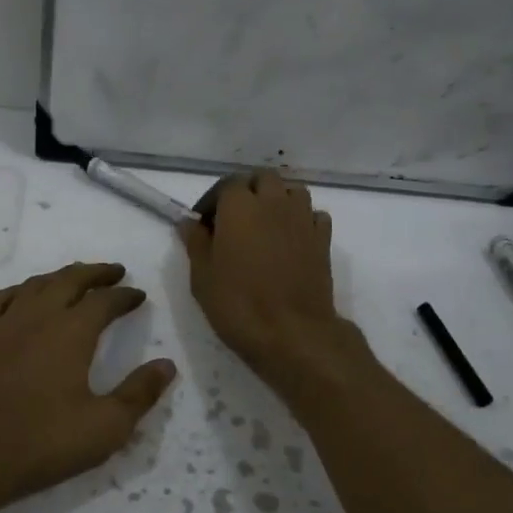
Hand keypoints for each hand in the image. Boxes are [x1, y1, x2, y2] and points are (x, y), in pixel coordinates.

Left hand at [0, 262, 176, 512]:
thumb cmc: (41, 444)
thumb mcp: (105, 427)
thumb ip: (139, 393)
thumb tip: (167, 365)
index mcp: (71, 333)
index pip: (104, 301)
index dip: (125, 296)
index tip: (138, 295)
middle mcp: (36, 317)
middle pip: (69, 280)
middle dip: (95, 273)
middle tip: (114, 271)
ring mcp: (1, 325)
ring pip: (34, 285)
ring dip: (59, 277)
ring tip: (74, 279)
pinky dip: (17, 291)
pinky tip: (20, 298)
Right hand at [179, 172, 345, 387]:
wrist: (292, 332)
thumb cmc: (238, 304)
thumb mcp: (202, 276)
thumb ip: (195, 242)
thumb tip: (189, 222)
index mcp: (239, 206)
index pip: (227, 184)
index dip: (214, 200)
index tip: (204, 223)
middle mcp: (274, 203)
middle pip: (263, 179)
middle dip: (248, 191)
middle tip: (234, 219)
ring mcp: (303, 219)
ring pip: (292, 192)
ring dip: (277, 200)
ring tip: (265, 227)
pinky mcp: (323, 240)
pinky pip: (314, 215)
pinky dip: (302, 219)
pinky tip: (292, 240)